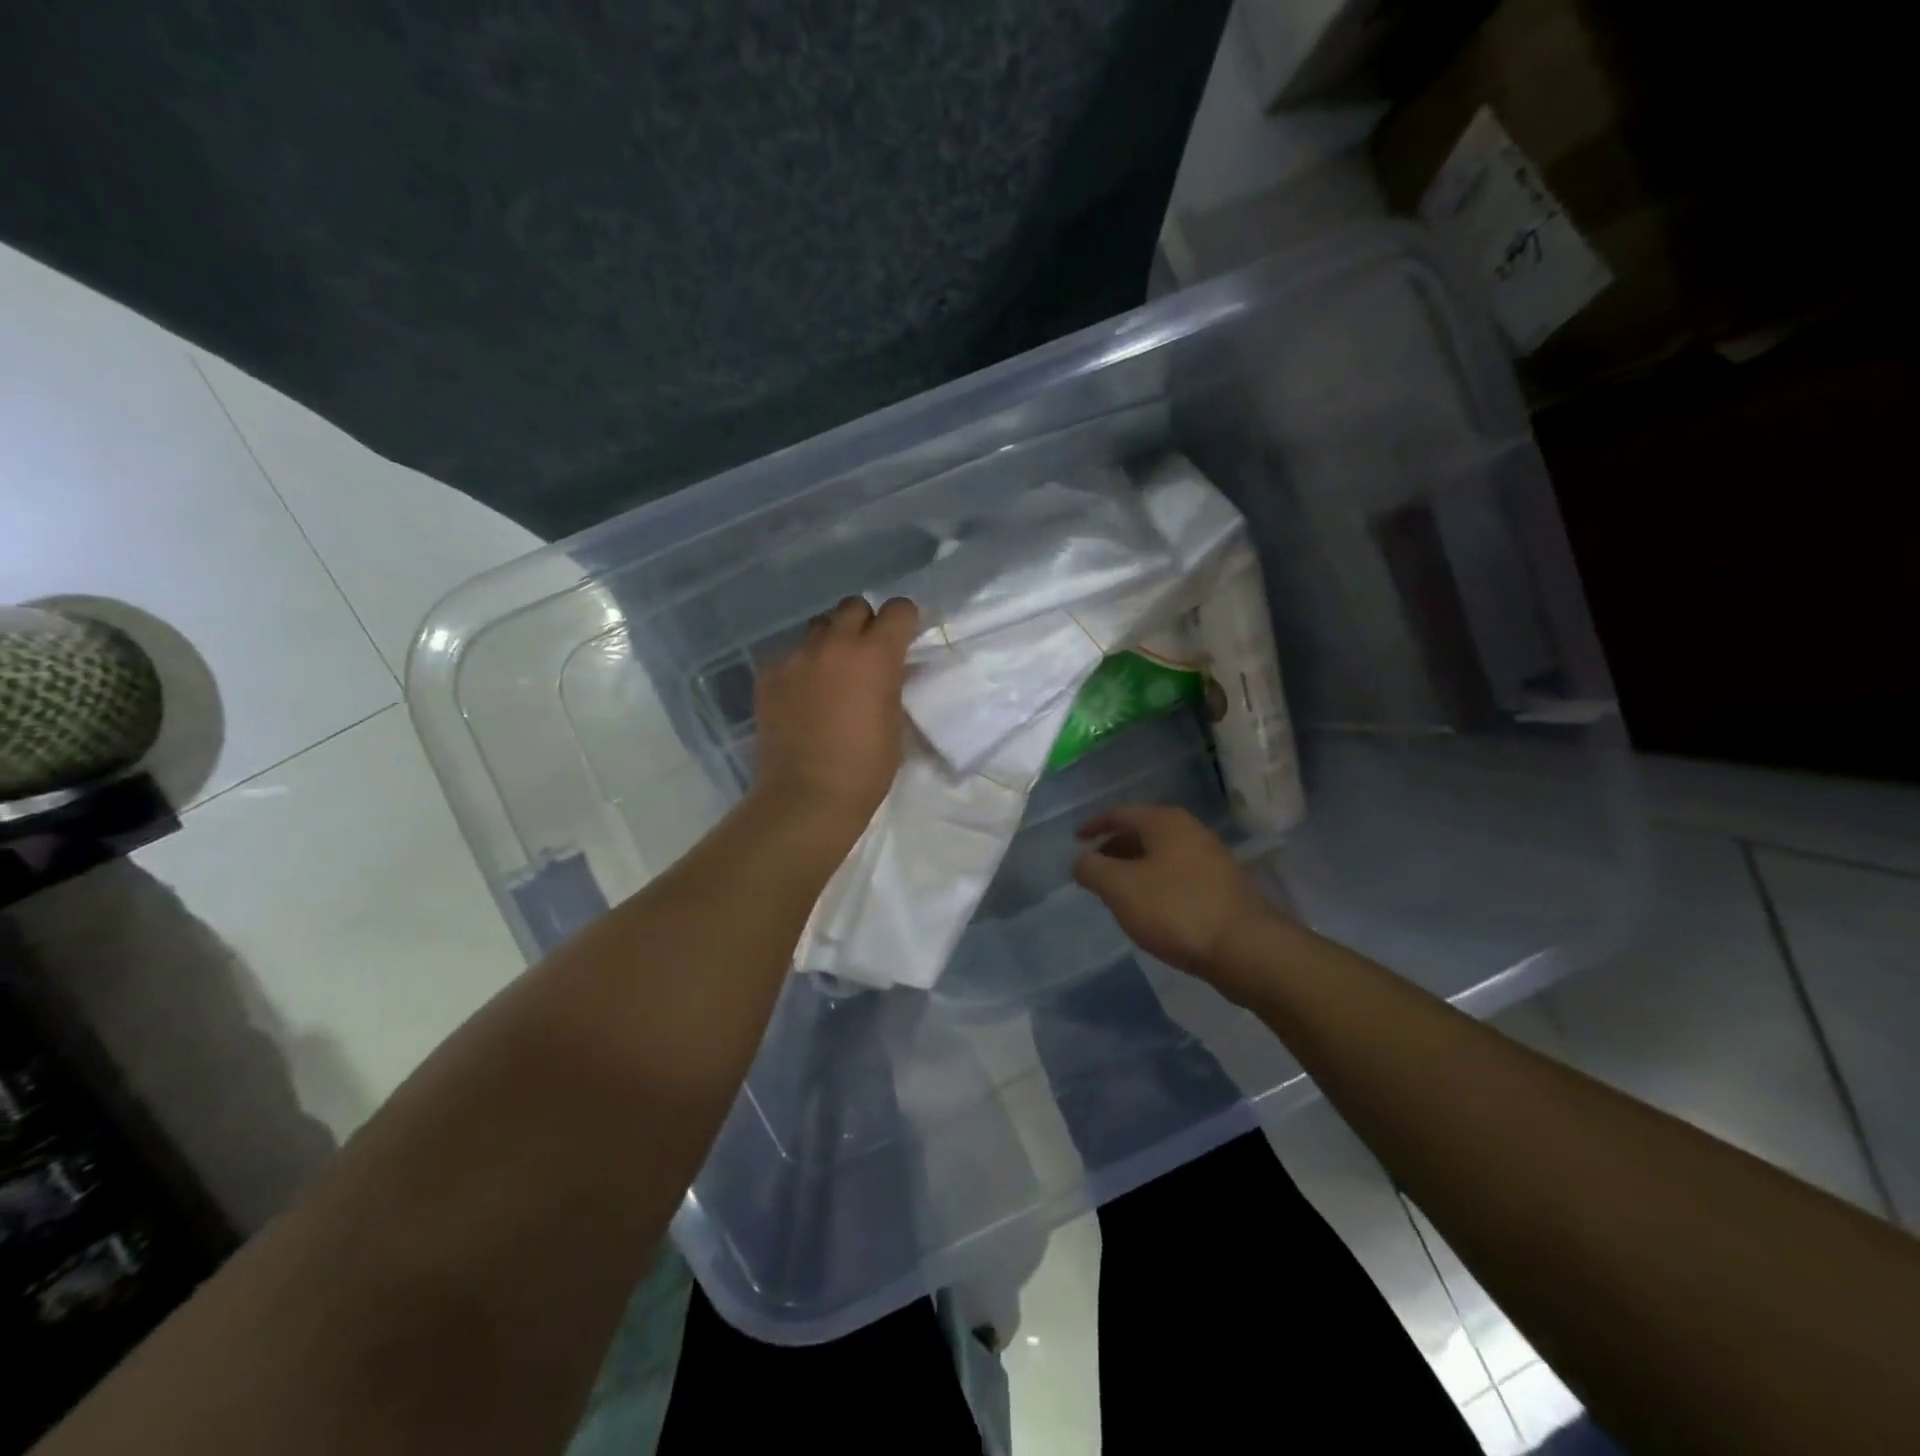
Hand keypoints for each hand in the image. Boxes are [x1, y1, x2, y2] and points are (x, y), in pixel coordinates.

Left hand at [752, 596, 917, 841]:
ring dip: (830, 641)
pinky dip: (800, 666)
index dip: (905, 621)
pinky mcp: (768, 674)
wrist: (807, 797)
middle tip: (866, 655)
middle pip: (853, 606)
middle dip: (865, 624)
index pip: (898, 609)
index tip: (903, 639)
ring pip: (818, 627)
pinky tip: (801, 694)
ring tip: (830, 673)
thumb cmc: (865, 768)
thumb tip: (888, 671)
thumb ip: (891, 685)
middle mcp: (834, 644)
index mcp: (875, 655)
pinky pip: (789, 654)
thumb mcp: (894, 722)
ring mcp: (796, 657)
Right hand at [1073, 804, 1274, 987]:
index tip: (1075, 840)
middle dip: (1114, 848)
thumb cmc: (1176, 910)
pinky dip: (1155, 882)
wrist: (1245, 948)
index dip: (1094, 825)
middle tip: (1094, 869)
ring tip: (1116, 891)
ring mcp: (1210, 857)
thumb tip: (1081, 861)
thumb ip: (1092, 869)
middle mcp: (1190, 830)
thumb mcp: (1121, 888)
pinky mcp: (1222, 885)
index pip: (1120, 813)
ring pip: (1161, 854)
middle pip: (1142, 831)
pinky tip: (1149, 907)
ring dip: (1134, 867)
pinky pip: (1177, 874)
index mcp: (1165, 821)